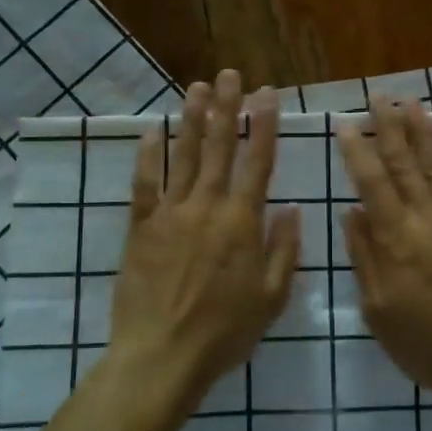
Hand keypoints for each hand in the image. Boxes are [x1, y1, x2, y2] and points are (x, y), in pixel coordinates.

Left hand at [105, 70, 300, 410]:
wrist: (161, 355)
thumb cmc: (224, 332)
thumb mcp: (271, 297)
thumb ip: (284, 248)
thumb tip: (290, 207)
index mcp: (242, 222)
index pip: (257, 161)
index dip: (264, 124)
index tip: (267, 93)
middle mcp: (206, 206)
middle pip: (218, 147)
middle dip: (225, 108)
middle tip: (229, 74)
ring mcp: (170, 213)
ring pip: (182, 156)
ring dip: (191, 119)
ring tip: (196, 87)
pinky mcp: (140, 227)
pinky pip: (144, 183)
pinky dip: (148, 155)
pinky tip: (152, 131)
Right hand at [338, 98, 431, 404]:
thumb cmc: (424, 342)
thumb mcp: (378, 308)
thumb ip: (365, 256)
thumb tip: (352, 211)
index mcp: (397, 239)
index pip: (373, 183)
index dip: (359, 151)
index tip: (347, 124)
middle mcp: (428, 218)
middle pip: (406, 163)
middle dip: (391, 127)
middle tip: (380, 97)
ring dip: (424, 131)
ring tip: (412, 104)